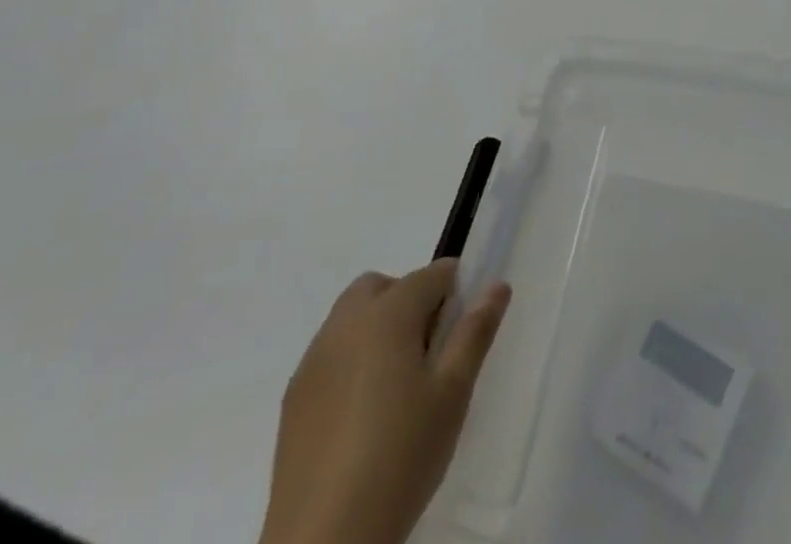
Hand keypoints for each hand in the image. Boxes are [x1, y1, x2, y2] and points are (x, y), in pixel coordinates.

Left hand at [259, 260, 512, 543]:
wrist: (324, 541)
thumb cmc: (401, 456)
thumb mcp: (453, 394)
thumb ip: (475, 332)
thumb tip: (497, 285)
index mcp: (388, 313)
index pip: (433, 275)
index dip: (456, 292)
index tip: (464, 331)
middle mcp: (346, 323)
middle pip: (383, 286)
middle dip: (409, 301)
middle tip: (429, 353)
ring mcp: (314, 360)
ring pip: (352, 317)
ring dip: (378, 328)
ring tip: (397, 386)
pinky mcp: (293, 397)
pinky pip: (330, 354)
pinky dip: (351, 361)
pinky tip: (363, 414)